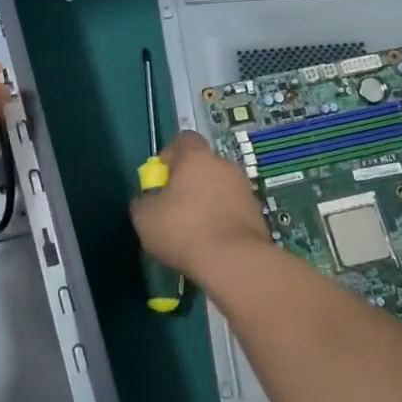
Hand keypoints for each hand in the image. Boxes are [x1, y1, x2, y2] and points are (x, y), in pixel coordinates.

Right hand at [129, 130, 273, 284]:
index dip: (169, 156)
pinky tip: (212, 243)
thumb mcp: (144, 217)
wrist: (235, 262)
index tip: (160, 180)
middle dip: (189, 182)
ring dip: (207, 201)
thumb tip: (149, 199)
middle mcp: (224, 165)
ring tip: (194, 230)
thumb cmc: (183, 230)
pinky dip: (222, 220)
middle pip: (202, 165)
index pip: (183, 140)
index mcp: (196, 157)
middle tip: (174, 208)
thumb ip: (143, 200)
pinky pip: (232, 209)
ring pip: (219, 188)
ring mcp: (244, 189)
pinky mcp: (258, 214)